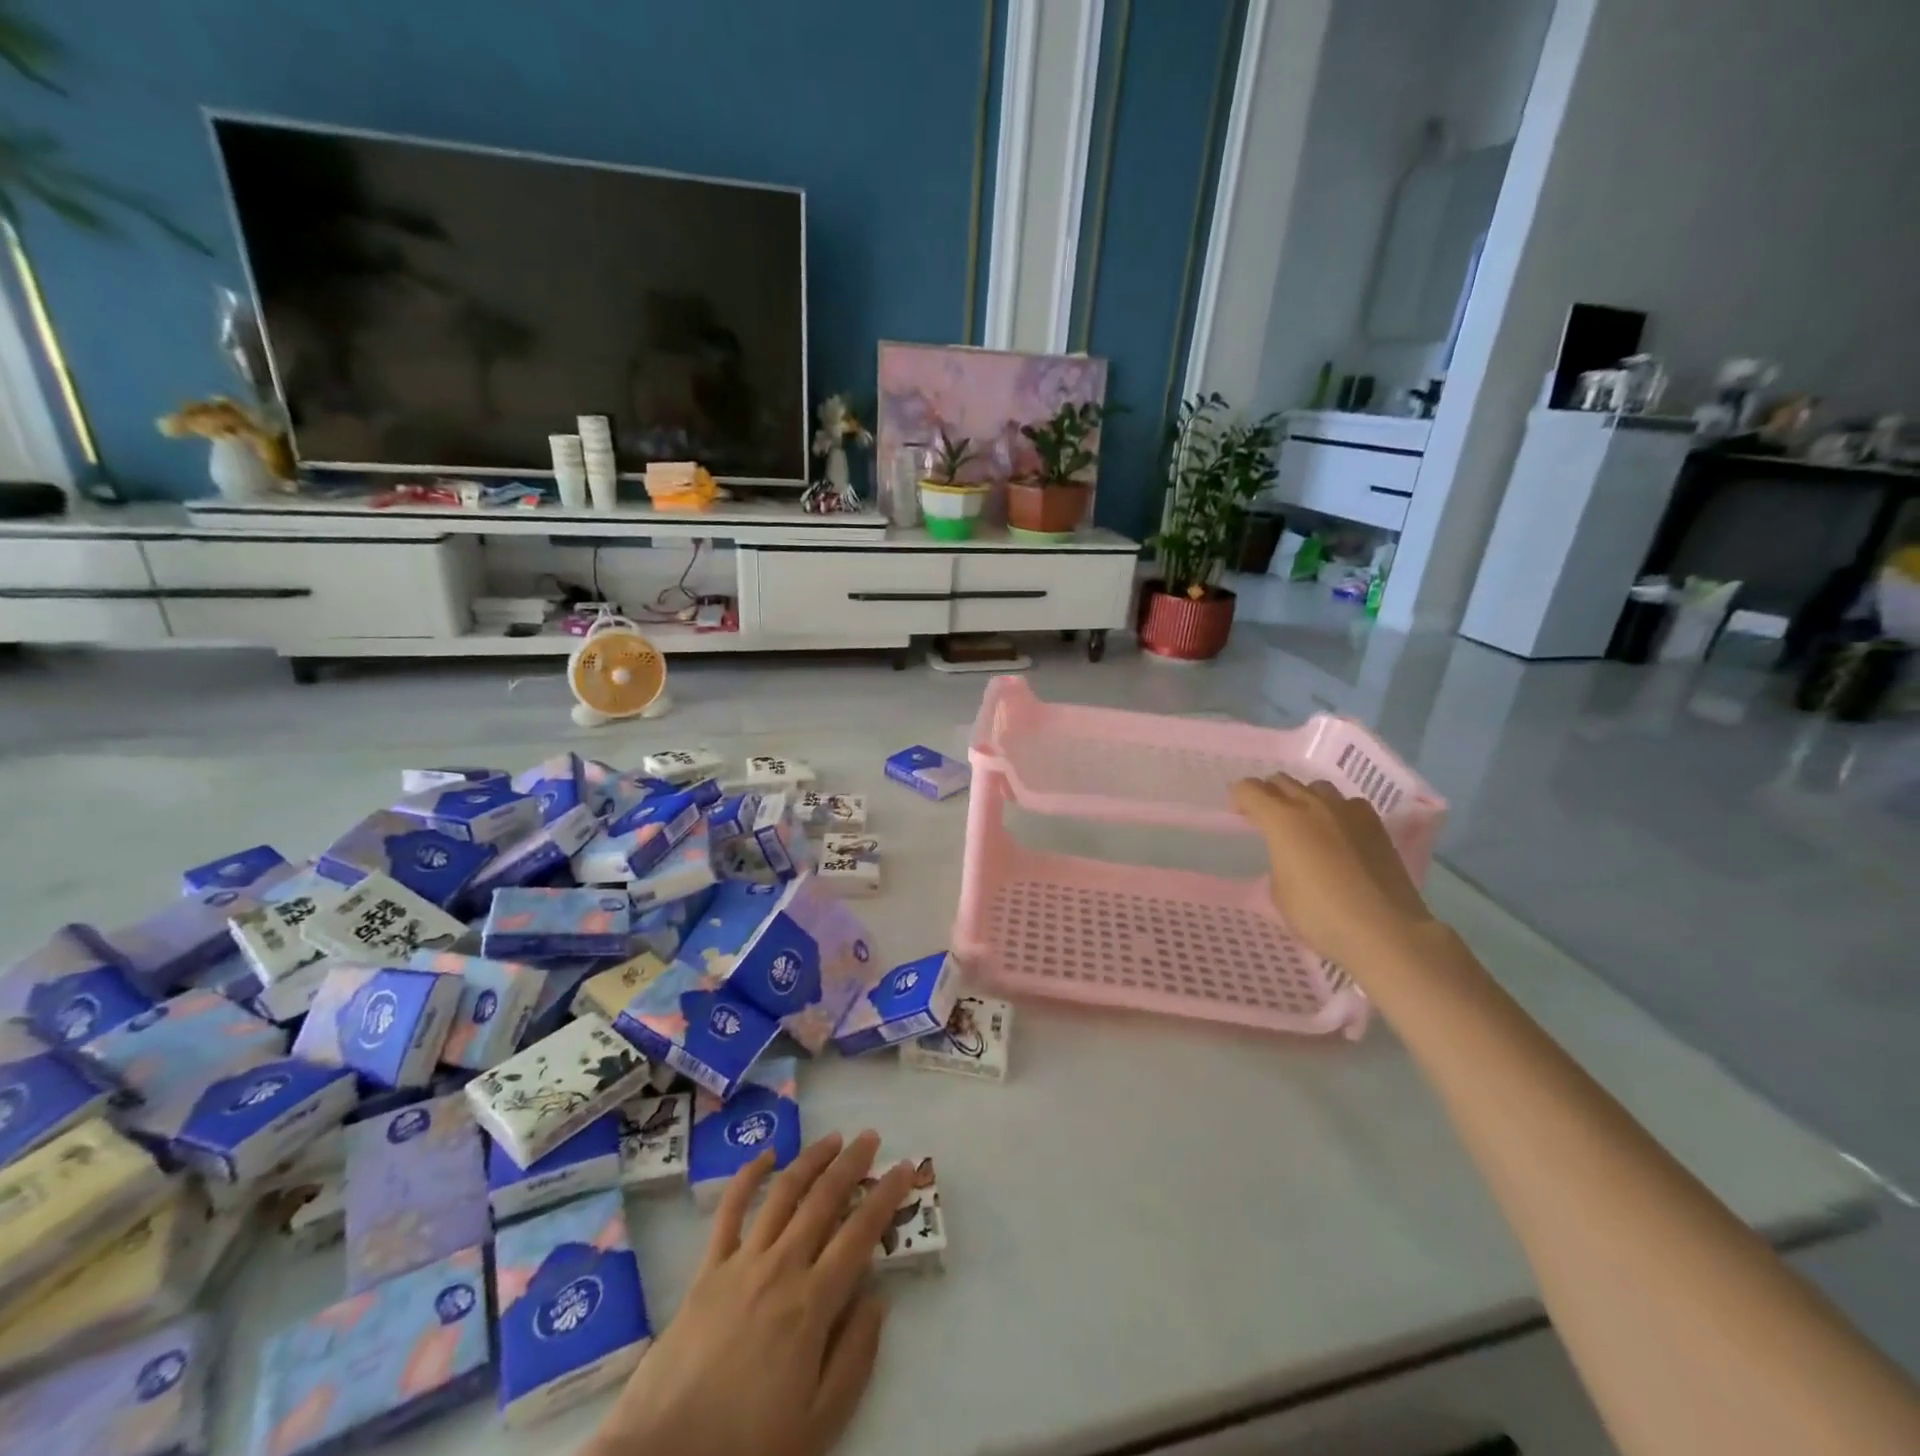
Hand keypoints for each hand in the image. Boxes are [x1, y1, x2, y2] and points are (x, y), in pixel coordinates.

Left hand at [587, 1131, 917, 1455]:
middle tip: (871, 1138)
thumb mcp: (819, 1421)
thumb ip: (855, 1356)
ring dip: (811, 1160)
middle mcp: (782, 1267)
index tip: (906, 1166)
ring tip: (832, 1139)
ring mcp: (742, 1262)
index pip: (861, 1232)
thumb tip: (878, 1298)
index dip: (887, 1195)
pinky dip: (748, 1176)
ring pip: (783, 1192)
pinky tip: (766, 1156)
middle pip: (824, 1199)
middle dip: (852, 1163)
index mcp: (813, 1303)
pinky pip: (730, 1210)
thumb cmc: (748, 1447)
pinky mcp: (707, 1268)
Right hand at [1231, 775, 1436, 976]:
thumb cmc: (1321, 916)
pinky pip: (1348, 803)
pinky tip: (1339, 833)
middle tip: (1266, 819)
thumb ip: (1278, 861)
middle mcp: (1313, 805)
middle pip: (1282, 781)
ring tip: (1304, 824)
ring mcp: (1348, 812)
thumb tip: (1290, 856)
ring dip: (1302, 798)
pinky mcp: (1375, 825)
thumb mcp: (1279, 893)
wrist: (1385, 931)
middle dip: (1268, 795)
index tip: (1239, 815)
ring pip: (1316, 787)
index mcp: (1282, 820)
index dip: (1238, 798)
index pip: (1249, 789)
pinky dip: (1336, 811)